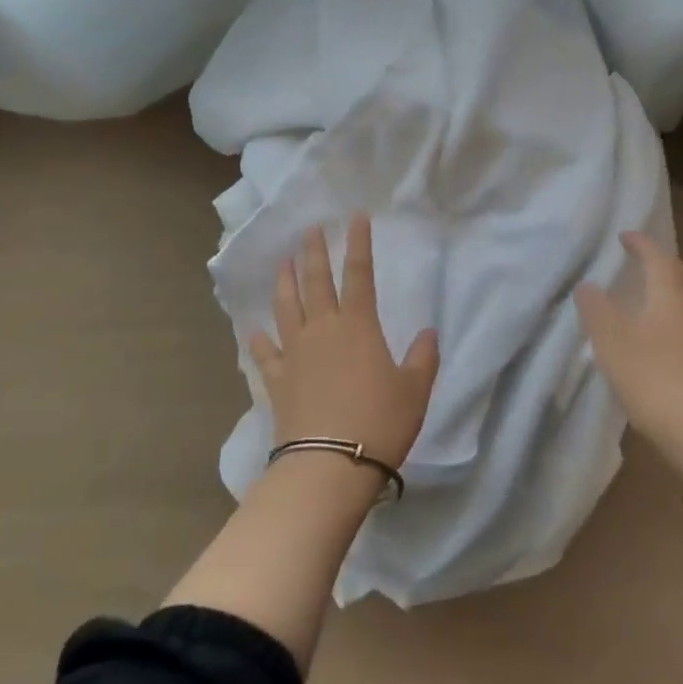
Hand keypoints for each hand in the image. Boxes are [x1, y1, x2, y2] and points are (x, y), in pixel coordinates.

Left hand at [250, 214, 440, 471]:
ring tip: (282, 262)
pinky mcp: (278, 380)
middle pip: (316, 281)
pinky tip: (254, 330)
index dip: (358, 243)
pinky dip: (260, 340)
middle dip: (313, 252)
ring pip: (286, 307)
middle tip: (309, 229)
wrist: (330, 465)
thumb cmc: (379, 422)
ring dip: (284, 281)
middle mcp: (323, 329)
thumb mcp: (414, 390)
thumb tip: (428, 333)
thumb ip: (422, 358)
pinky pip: (266, 353)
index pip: (359, 273)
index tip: (355, 217)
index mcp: (358, 325)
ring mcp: (296, 353)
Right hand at [575, 231, 682, 475]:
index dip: (640, 244)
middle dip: (659, 263)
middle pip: (679, 276)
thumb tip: (588, 284)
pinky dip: (669, 320)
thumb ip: (597, 310)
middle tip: (638, 261)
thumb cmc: (657, 379)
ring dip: (665, 292)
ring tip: (640, 298)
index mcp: (669, 295)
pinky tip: (653, 339)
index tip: (625, 235)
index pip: (656, 258)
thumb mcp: (614, 342)